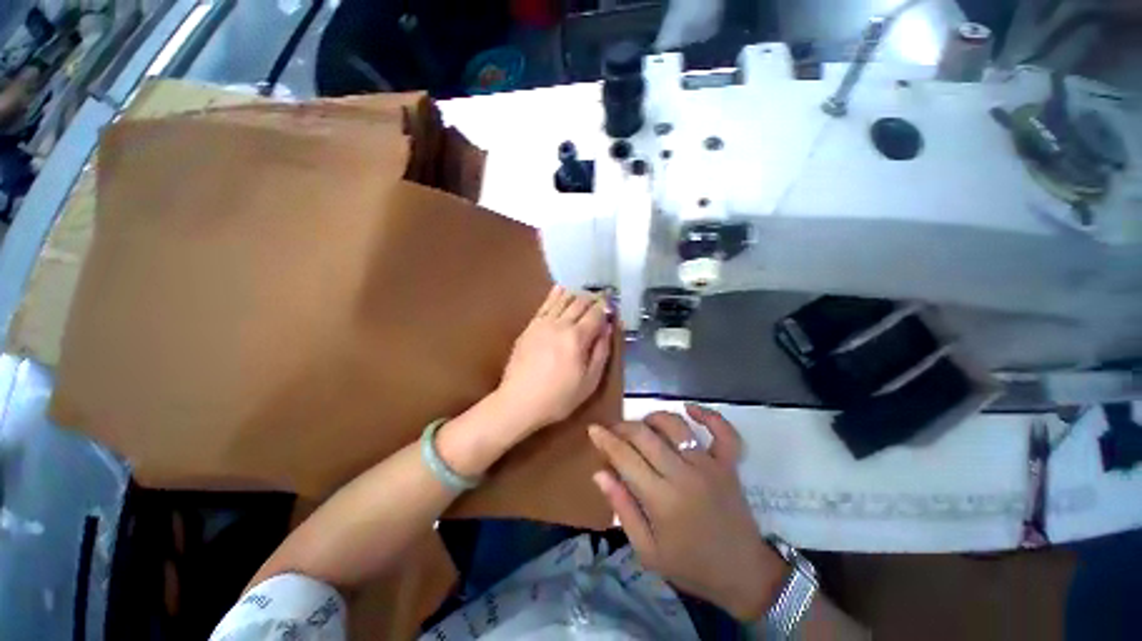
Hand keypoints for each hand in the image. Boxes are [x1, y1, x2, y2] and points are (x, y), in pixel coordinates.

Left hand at [496, 286, 611, 434]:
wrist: (519, 401)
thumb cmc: (559, 397)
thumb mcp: (590, 381)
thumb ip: (601, 351)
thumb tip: (608, 328)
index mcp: (577, 338)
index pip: (596, 313)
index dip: (606, 307)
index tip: (612, 305)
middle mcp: (561, 324)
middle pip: (580, 302)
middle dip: (593, 298)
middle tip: (601, 298)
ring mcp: (543, 323)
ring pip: (563, 299)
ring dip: (576, 294)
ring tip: (584, 294)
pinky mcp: (530, 326)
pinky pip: (545, 304)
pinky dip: (556, 294)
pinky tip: (561, 289)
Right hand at [588, 405, 785, 621]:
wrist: (742, 575)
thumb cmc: (690, 566)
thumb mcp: (647, 551)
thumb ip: (623, 508)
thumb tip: (599, 473)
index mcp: (661, 499)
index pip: (625, 457)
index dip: (605, 440)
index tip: (593, 429)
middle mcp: (684, 474)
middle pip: (645, 435)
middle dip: (623, 427)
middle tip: (613, 431)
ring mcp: (709, 465)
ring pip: (675, 425)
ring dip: (653, 418)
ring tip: (643, 425)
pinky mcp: (729, 465)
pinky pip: (723, 432)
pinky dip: (708, 415)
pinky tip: (690, 408)